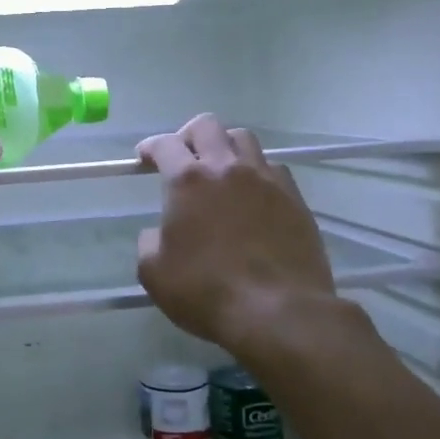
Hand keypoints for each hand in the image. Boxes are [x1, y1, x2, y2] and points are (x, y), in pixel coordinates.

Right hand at [136, 115, 337, 353]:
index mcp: (188, 181)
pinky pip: (273, 168)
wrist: (279, 312)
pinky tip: (252, 194)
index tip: (145, 157)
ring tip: (220, 170)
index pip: (165, 144)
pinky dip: (257, 172)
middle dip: (188, 135)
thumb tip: (158, 234)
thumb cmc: (206, 292)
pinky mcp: (294, 198)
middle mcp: (227, 168)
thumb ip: (149, 243)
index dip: (150, 147)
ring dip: (226, 146)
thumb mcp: (154, 273)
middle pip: (207, 126)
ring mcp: (266, 179)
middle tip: (182, 157)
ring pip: (244, 139)